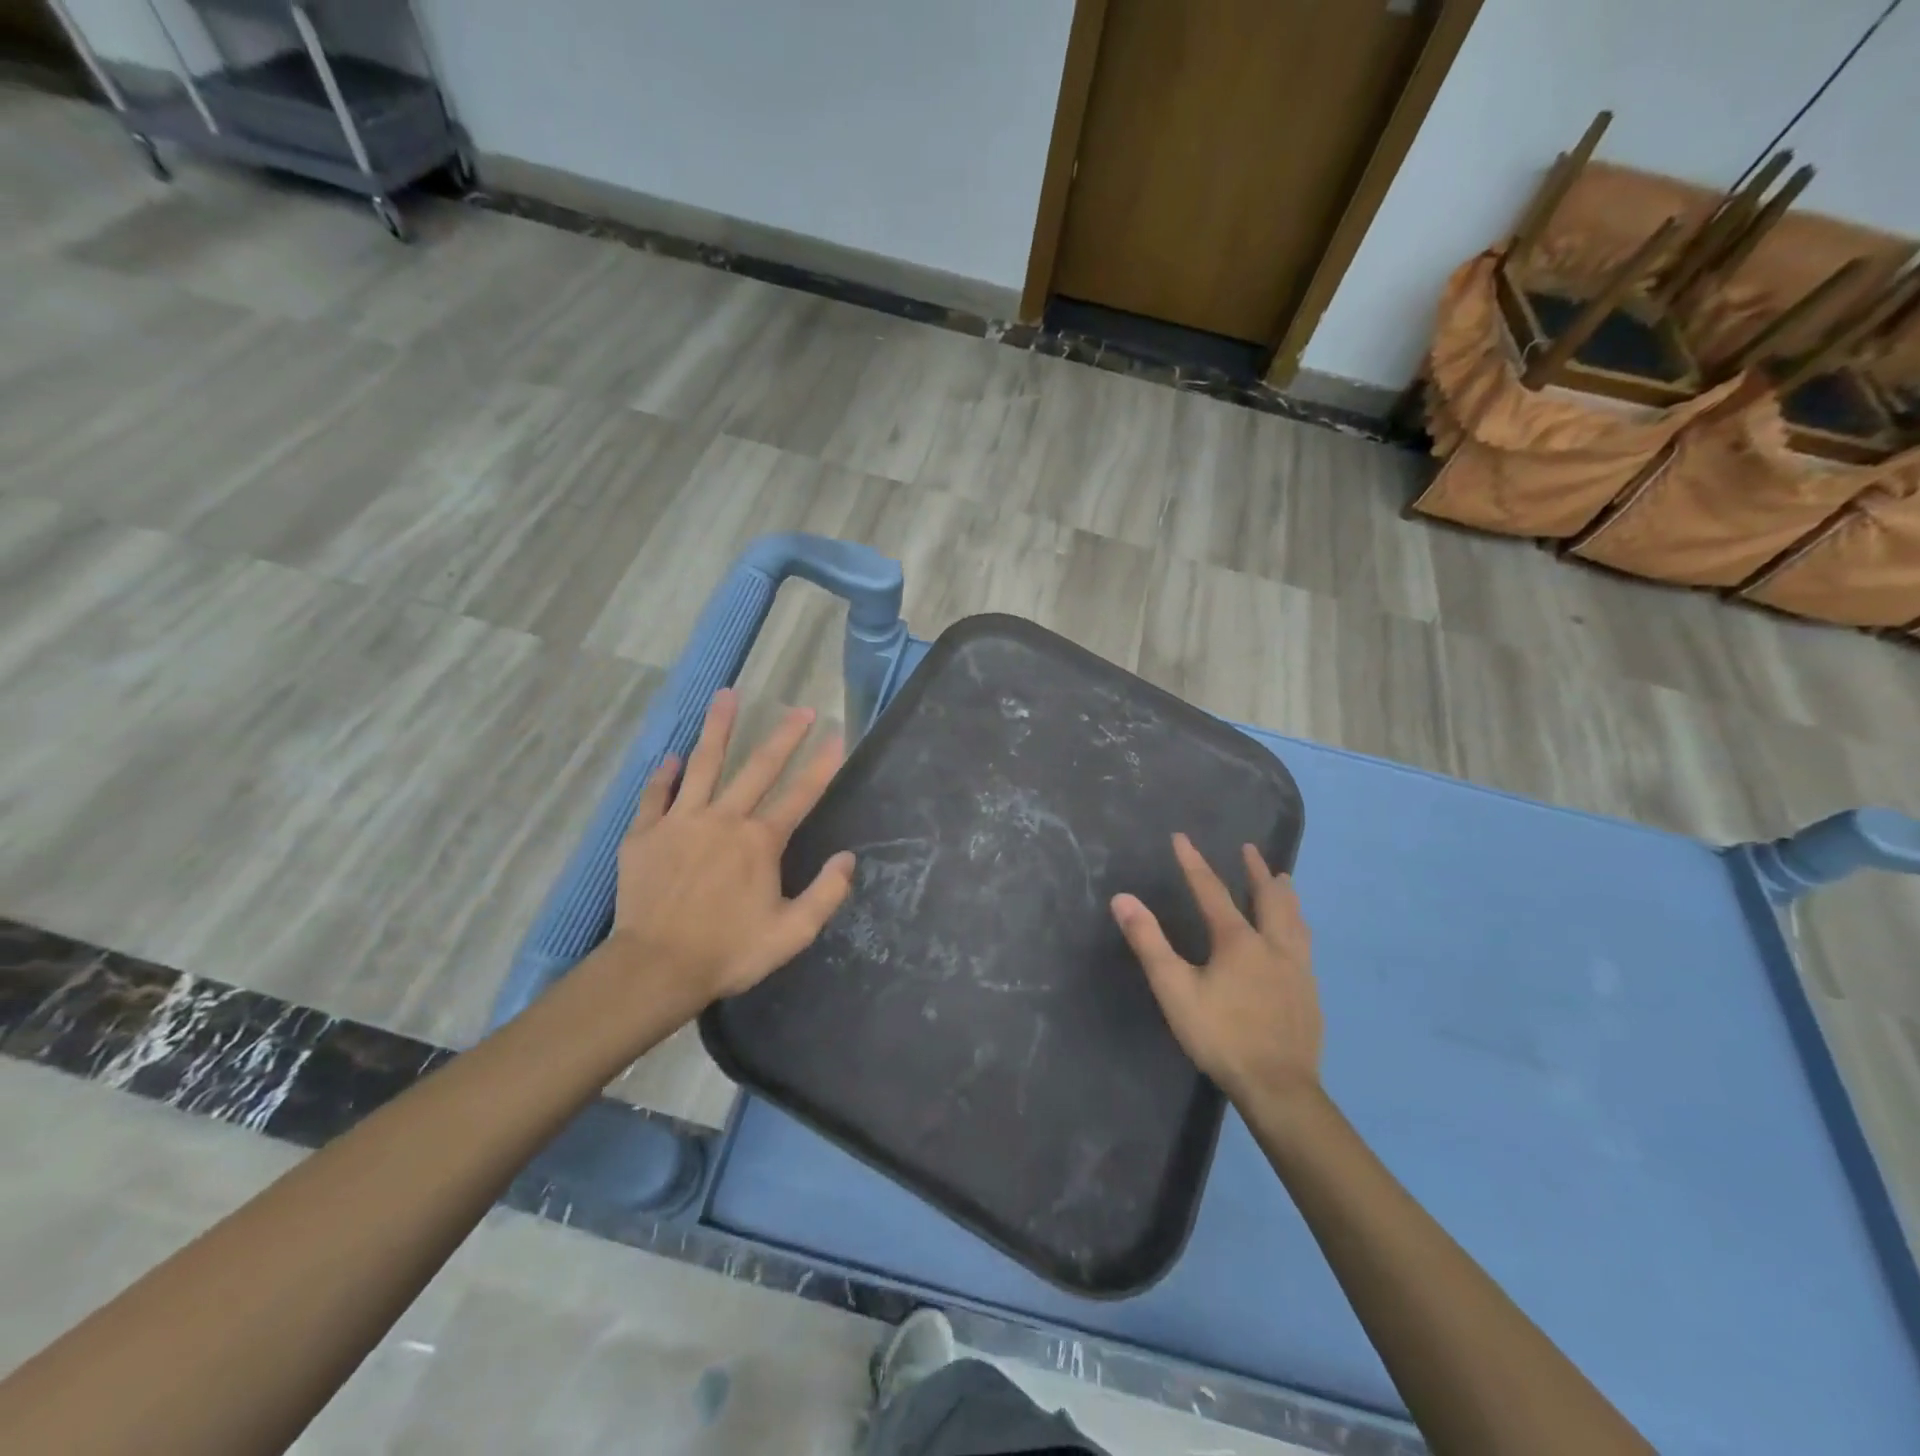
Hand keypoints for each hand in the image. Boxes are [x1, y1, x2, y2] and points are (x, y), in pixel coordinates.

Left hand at [609, 688, 855, 1009]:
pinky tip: (672, 756)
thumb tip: (847, 858)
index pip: (800, 795)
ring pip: (702, 764)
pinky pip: (655, 795)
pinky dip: (664, 774)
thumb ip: (825, 893)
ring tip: (727, 695)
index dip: (822, 765)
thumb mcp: (792, 933)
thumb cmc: (728, 952)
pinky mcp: (645, 834)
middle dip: (783, 736)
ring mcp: (681, 822)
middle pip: (757, 767)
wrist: (655, 968)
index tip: (837, 736)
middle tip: (801, 709)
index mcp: (760, 841)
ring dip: (717, 728)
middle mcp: (723, 819)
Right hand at [1111, 834, 1320, 1107]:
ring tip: (1283, 879)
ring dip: (1284, 894)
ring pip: (1294, 919)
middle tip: (1249, 849)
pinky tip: (1297, 936)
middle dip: (1255, 871)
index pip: (1211, 891)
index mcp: (1238, 941)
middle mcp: (1272, 945)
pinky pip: (1304, 943)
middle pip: (1267, 898)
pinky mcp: (1309, 992)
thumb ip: (1149, 942)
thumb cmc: (1221, 1036)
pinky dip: (1297, 924)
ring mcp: (1297, 968)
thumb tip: (1123, 899)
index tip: (1181, 837)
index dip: (1194, 862)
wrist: (1279, 1087)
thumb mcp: (1174, 989)